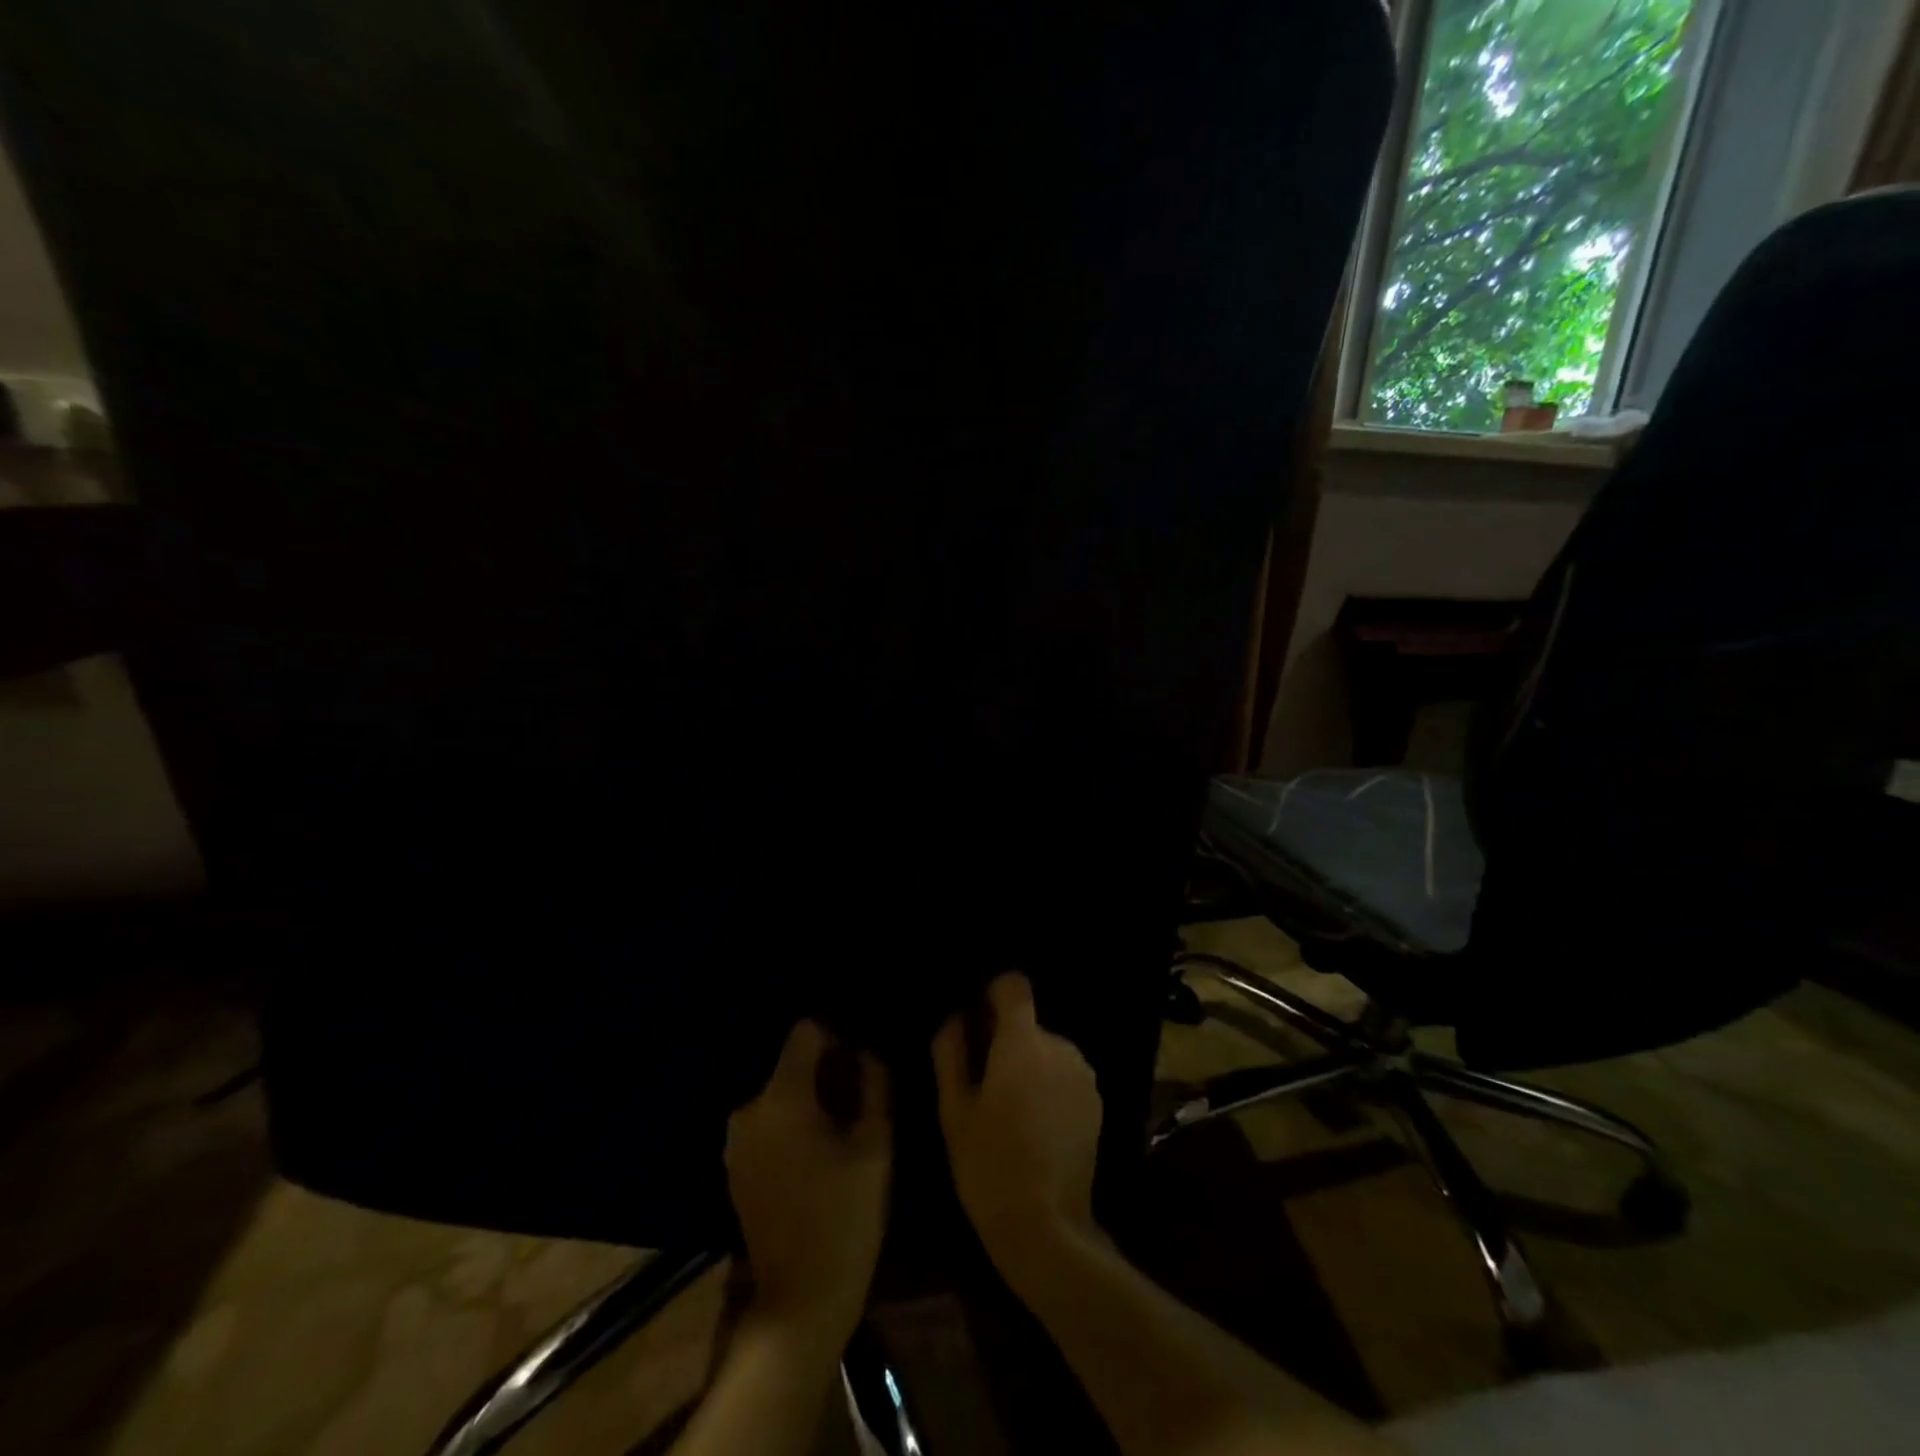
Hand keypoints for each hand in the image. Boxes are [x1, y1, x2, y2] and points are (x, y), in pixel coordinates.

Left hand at [726, 1020, 890, 1342]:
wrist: (799, 1301)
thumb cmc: (845, 1217)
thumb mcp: (876, 1145)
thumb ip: (875, 1085)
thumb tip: (868, 1052)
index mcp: (781, 1097)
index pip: (805, 1031)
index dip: (838, 1038)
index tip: (861, 1067)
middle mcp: (748, 1109)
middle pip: (792, 1062)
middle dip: (827, 1072)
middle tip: (859, 1103)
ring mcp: (735, 1140)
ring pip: (781, 1092)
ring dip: (811, 1099)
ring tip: (841, 1132)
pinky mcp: (734, 1165)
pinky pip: (768, 1121)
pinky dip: (792, 1124)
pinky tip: (816, 1156)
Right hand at [931, 973, 1103, 1285]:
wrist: (1047, 1226)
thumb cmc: (988, 1164)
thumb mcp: (953, 1110)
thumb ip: (951, 1053)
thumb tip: (956, 1018)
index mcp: (1023, 1042)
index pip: (1015, 986)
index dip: (994, 995)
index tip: (978, 1021)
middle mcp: (1060, 1047)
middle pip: (1028, 1024)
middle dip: (1006, 1041)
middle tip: (984, 1083)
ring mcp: (1084, 1074)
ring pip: (1047, 1051)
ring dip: (1029, 1066)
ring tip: (1010, 1112)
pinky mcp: (1097, 1102)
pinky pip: (1065, 1075)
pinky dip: (1050, 1087)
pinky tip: (1036, 1127)